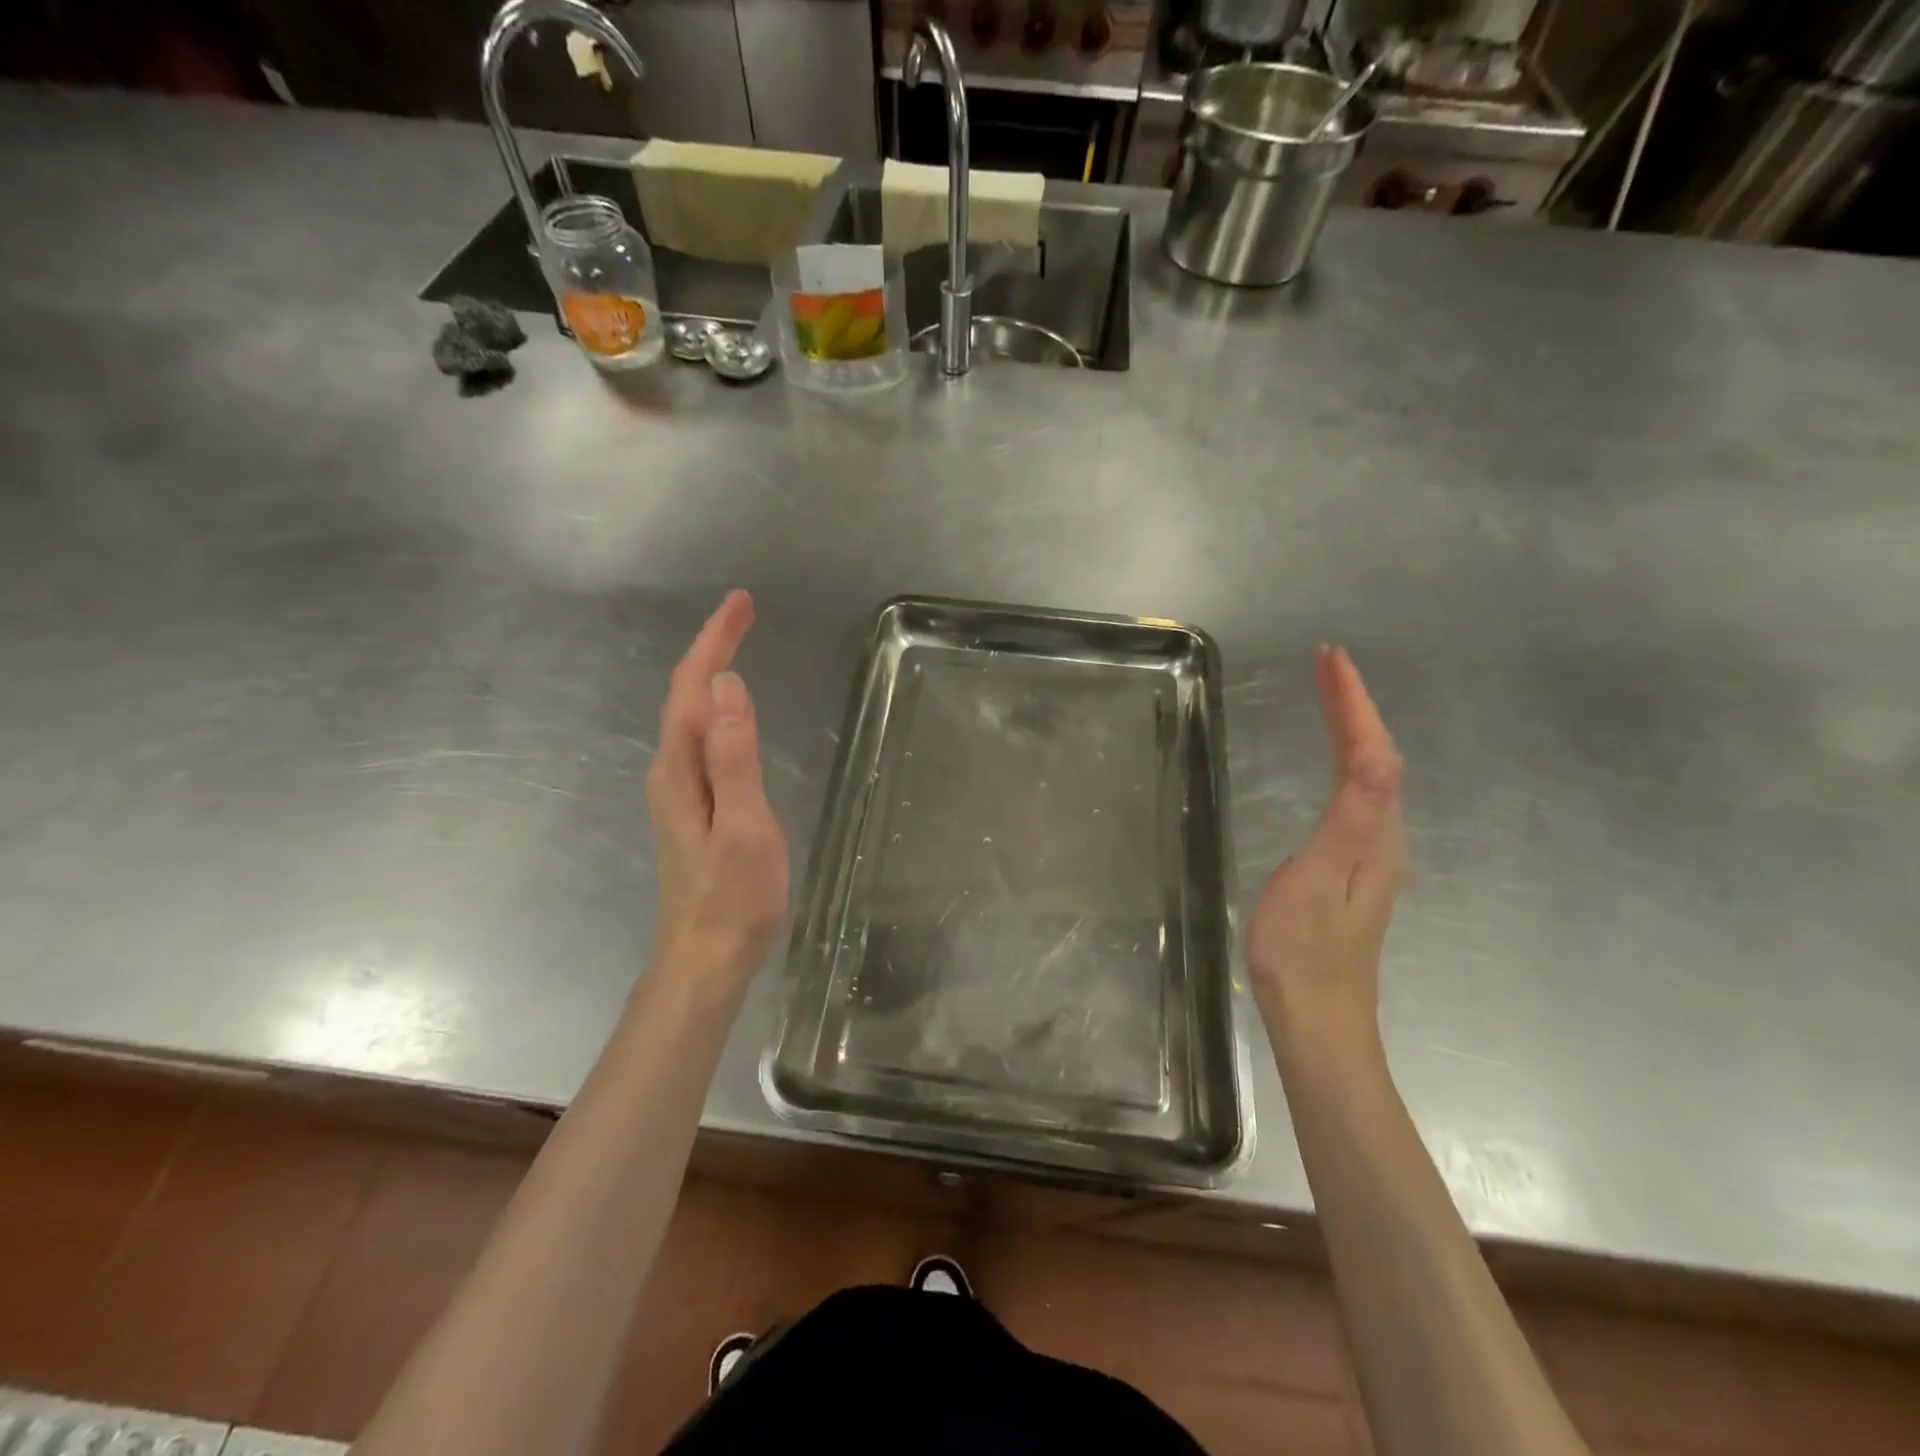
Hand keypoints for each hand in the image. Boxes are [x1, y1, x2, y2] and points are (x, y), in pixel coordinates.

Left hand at [645, 590, 788, 982]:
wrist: (706, 956)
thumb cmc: (733, 896)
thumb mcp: (744, 824)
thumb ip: (734, 756)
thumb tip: (728, 685)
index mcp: (681, 768)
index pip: (693, 686)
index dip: (715, 640)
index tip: (741, 603)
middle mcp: (670, 770)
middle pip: (685, 694)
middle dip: (711, 647)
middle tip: (744, 613)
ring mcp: (678, 790)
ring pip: (689, 715)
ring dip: (710, 674)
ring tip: (736, 645)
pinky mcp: (691, 806)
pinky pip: (699, 738)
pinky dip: (714, 707)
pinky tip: (730, 711)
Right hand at [1247, 645, 1406, 1059]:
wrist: (1318, 1019)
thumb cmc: (1305, 949)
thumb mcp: (1322, 878)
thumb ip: (1353, 818)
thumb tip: (1373, 758)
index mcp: (1374, 834)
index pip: (1371, 754)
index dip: (1353, 704)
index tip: (1331, 658)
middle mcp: (1384, 837)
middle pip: (1377, 757)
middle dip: (1355, 706)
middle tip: (1326, 664)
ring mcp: (1372, 855)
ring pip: (1372, 774)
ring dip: (1353, 728)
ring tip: (1328, 694)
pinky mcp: (1354, 869)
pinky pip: (1358, 795)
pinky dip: (1346, 759)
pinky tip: (1333, 760)